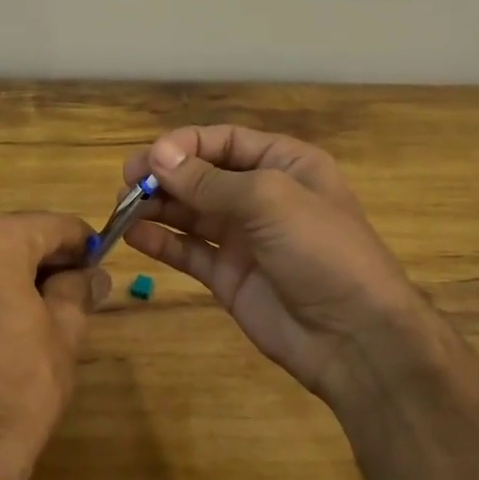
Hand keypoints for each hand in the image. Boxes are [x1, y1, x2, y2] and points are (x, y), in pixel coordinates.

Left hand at [0, 212, 107, 479]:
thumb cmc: (17, 387)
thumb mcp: (64, 334)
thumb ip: (78, 290)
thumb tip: (92, 274)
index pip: (51, 226)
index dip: (81, 243)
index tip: (99, 263)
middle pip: (11, 238)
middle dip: (43, 259)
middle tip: (75, 291)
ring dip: (9, 276)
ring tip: (37, 314)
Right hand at [124, 126, 424, 402]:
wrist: (356, 338)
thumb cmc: (321, 250)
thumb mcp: (268, 201)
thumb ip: (209, 181)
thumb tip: (158, 155)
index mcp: (283, 164)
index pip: (224, 141)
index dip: (185, 145)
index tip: (149, 158)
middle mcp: (261, 195)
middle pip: (202, 174)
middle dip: (165, 174)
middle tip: (127, 181)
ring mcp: (244, 237)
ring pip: (190, 212)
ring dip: (157, 206)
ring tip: (122, 207)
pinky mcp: (229, 276)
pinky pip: (190, 251)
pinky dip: (162, 241)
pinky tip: (135, 236)